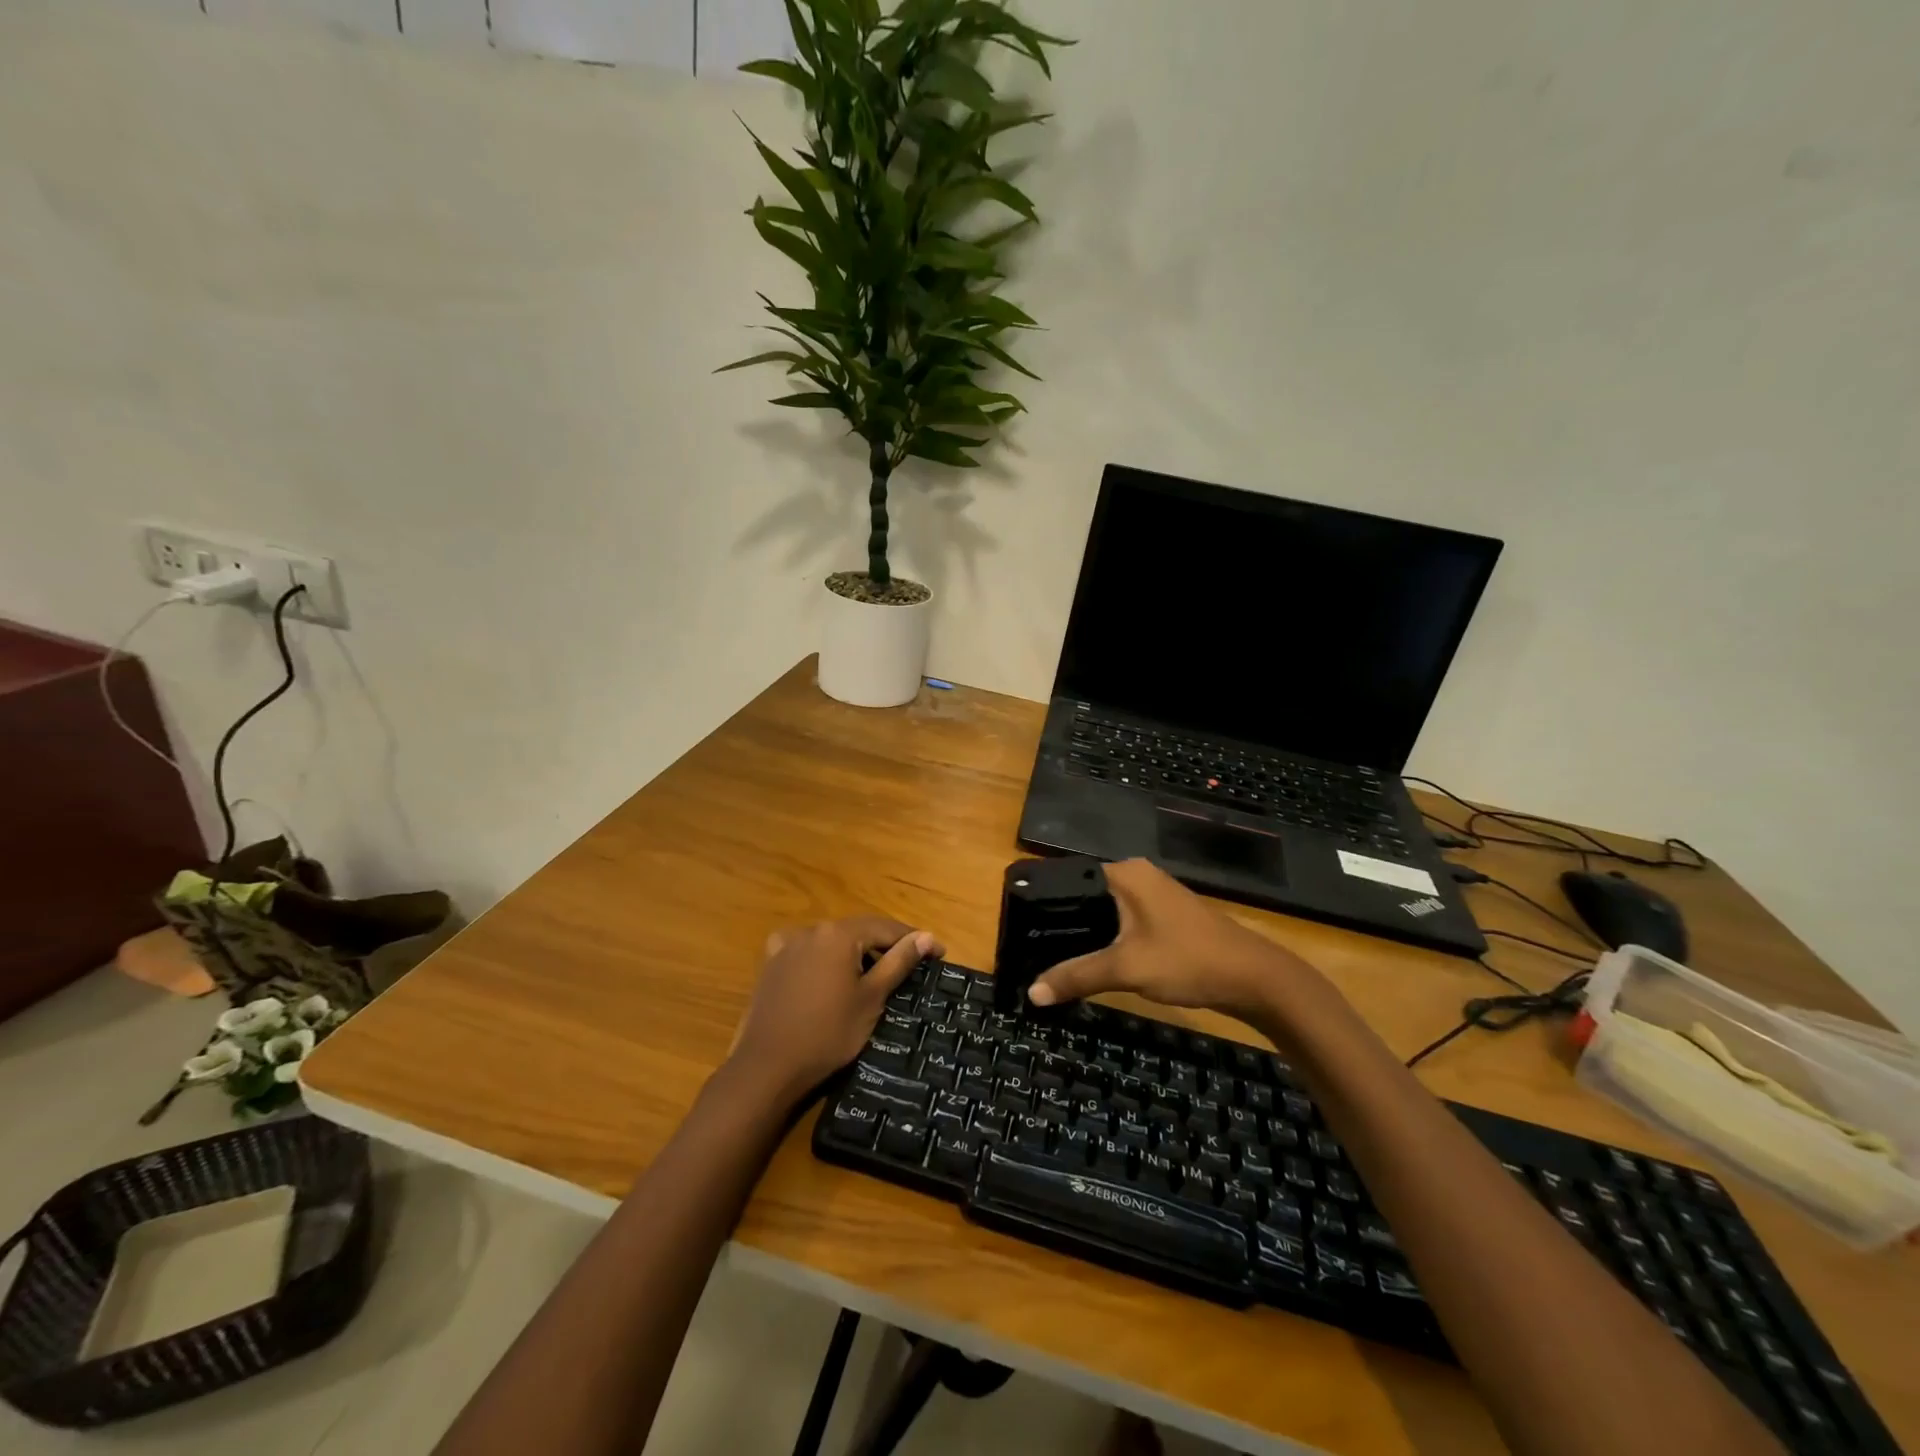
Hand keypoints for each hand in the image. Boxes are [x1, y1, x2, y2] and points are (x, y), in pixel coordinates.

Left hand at [729, 917, 943, 1105]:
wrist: (767, 1066)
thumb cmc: (828, 1033)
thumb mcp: (871, 999)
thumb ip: (899, 962)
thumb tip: (927, 936)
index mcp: (840, 934)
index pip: (886, 928)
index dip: (914, 940)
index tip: (938, 954)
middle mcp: (812, 929)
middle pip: (859, 931)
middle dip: (884, 946)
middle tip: (910, 967)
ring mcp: (787, 944)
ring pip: (832, 941)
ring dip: (855, 952)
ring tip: (873, 974)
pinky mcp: (771, 963)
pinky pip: (807, 951)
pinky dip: (825, 959)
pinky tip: (830, 974)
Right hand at [1027, 860, 1313, 1023]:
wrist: (1254, 979)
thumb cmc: (1187, 960)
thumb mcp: (1126, 969)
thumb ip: (1076, 976)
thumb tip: (1031, 993)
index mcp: (1125, 873)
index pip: (1070, 879)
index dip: (1044, 904)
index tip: (1019, 928)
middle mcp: (1137, 876)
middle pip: (1085, 896)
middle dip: (1062, 923)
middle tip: (1030, 948)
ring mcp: (1154, 896)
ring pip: (1105, 912)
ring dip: (1085, 934)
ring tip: (1051, 956)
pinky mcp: (1164, 917)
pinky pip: (1122, 923)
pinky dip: (1106, 940)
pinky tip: (1092, 961)